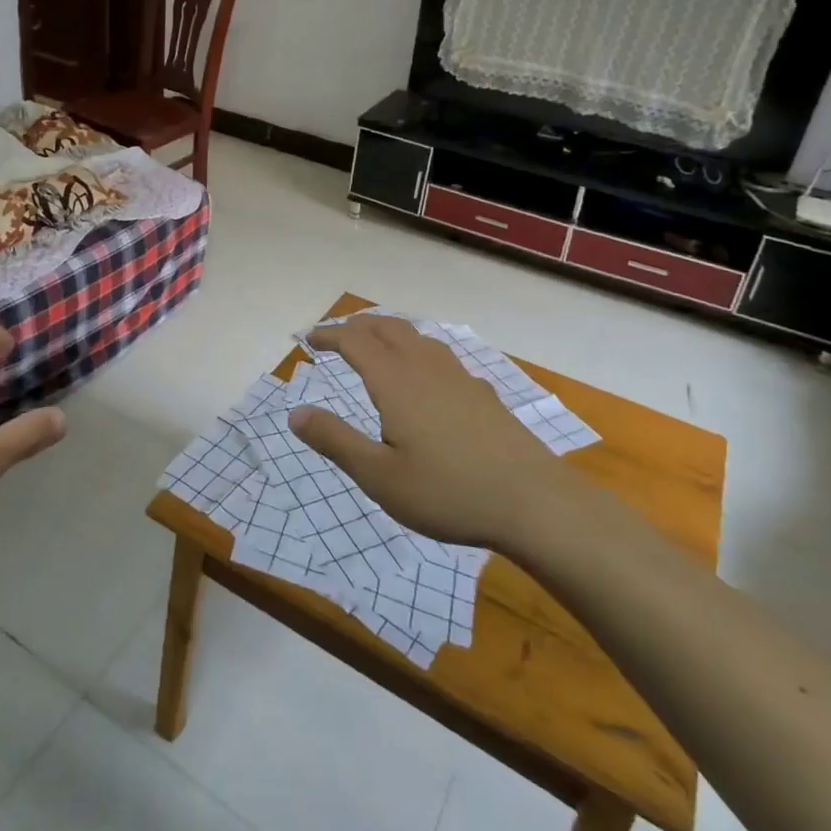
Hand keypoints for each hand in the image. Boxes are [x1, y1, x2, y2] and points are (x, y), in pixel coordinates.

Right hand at [287, 314, 569, 549]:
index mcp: (395, 380)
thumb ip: (335, 441)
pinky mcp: (482, 394)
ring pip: (417, 337)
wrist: (535, 503)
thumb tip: (295, 413)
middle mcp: (425, 366)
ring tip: (376, 348)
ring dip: (389, 333)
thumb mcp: (379, 476)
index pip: (354, 341)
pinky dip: (417, 352)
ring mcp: (459, 377)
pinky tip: (425, 379)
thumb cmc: (448, 492)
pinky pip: (440, 356)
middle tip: (337, 337)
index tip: (309, 339)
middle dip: (358, 326)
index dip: (329, 335)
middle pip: (387, 327)